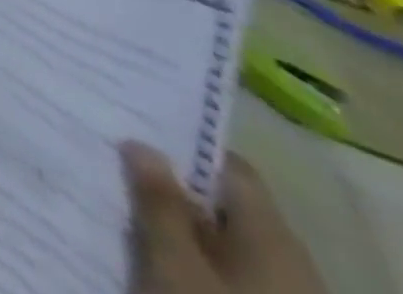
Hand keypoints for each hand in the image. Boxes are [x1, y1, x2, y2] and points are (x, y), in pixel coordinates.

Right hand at [124, 143, 328, 293]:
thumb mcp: (175, 264)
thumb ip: (158, 201)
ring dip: (173, 224)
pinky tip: (149, 257)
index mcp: (274, 238)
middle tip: (113, 163)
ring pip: (220, 242)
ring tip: (120, 208)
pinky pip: (224, 275)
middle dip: (169, 185)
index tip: (133, 127)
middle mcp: (289, 264)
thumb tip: (142, 145)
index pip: (231, 167)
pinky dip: (186, 259)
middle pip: (224, 205)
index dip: (184, 144)